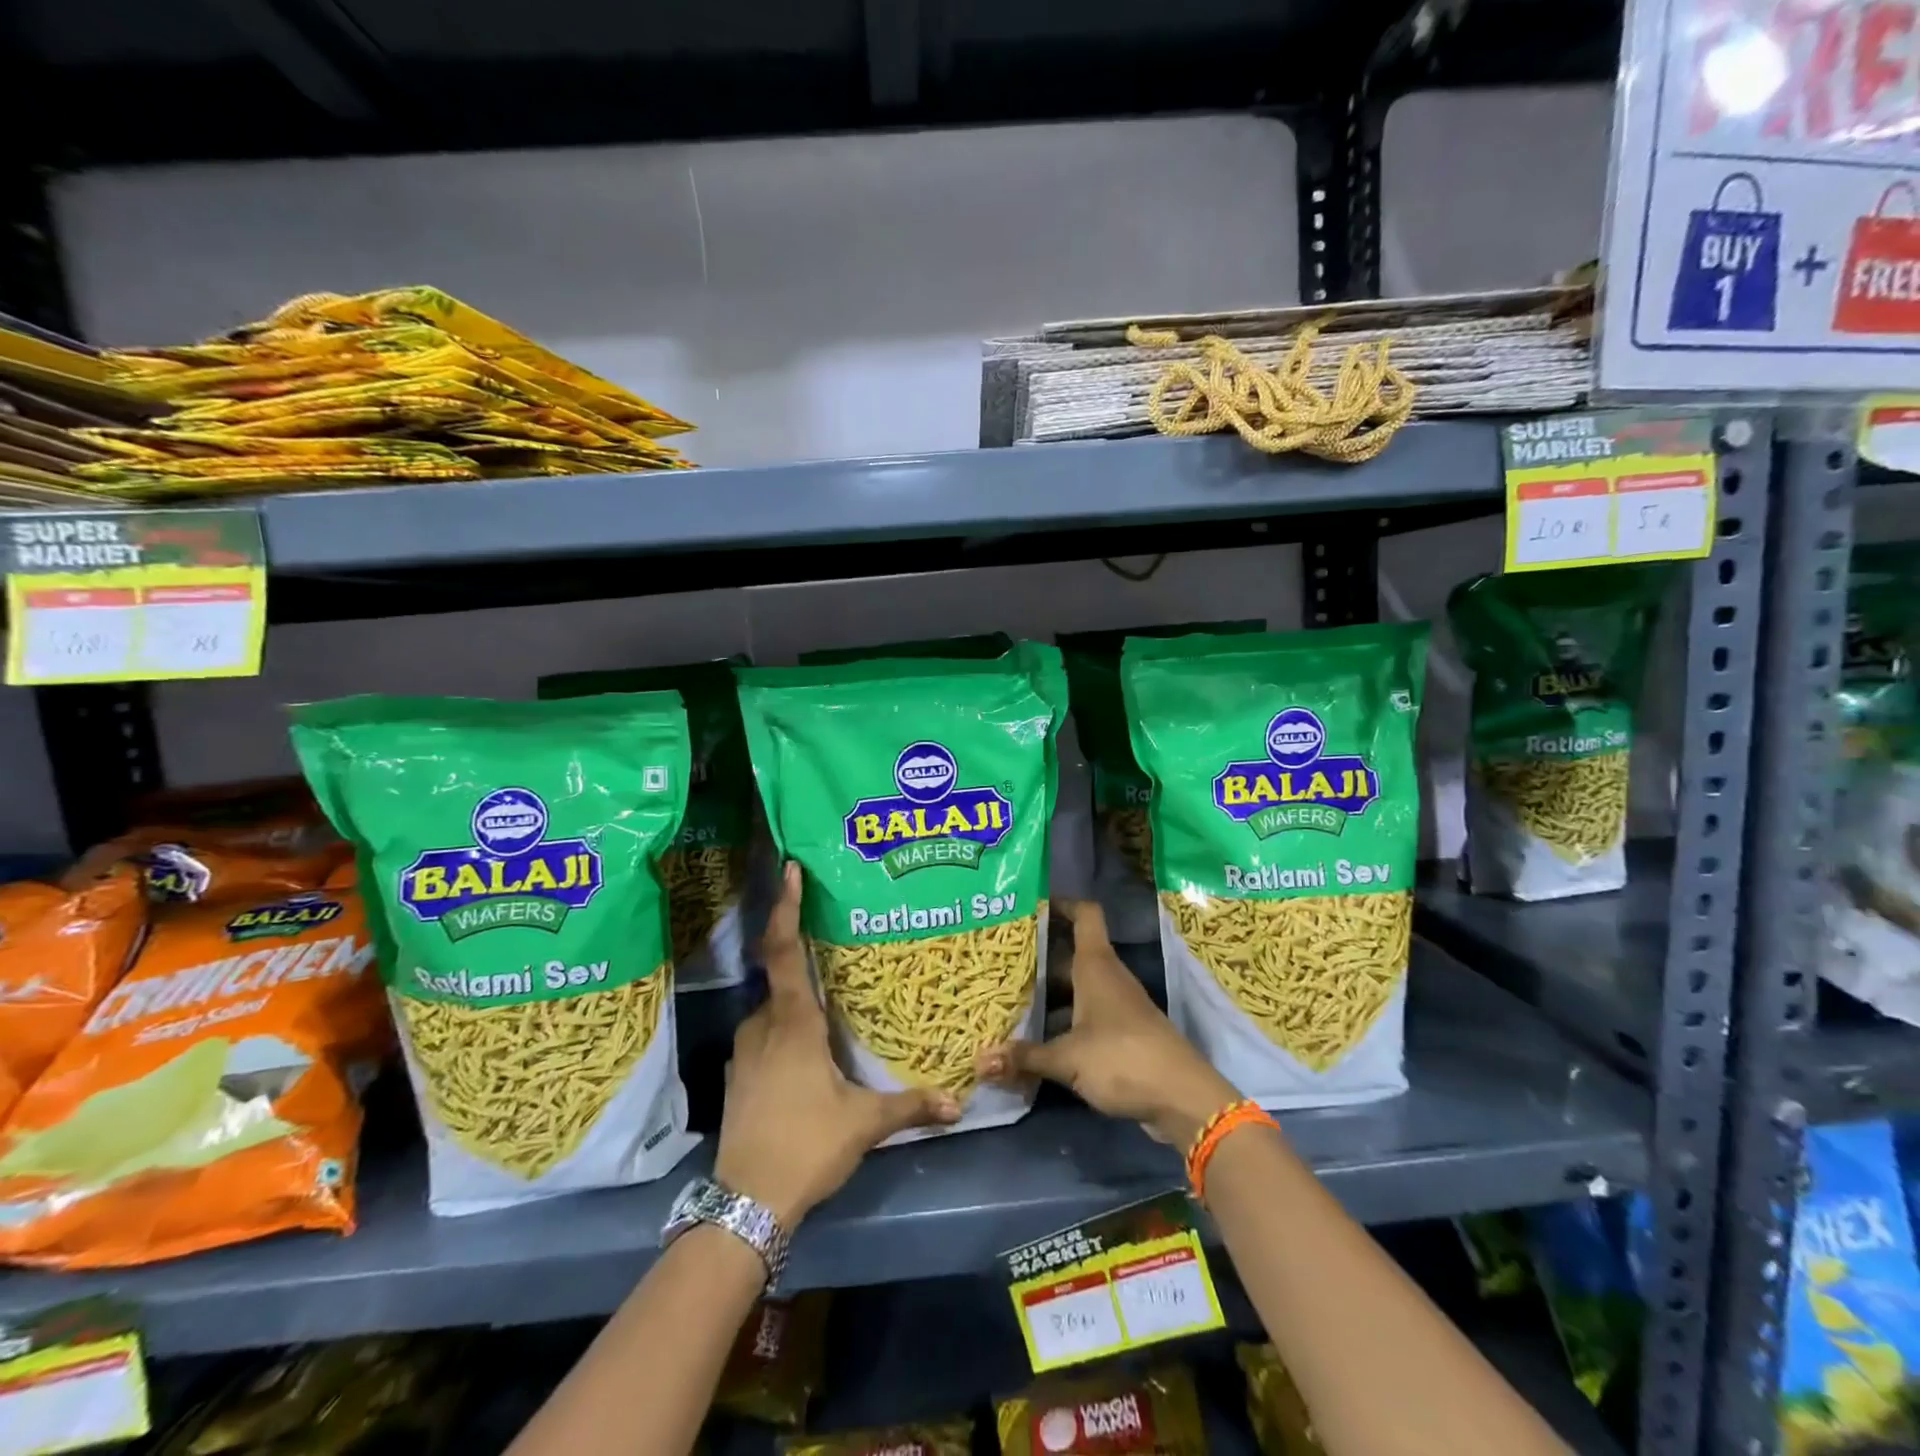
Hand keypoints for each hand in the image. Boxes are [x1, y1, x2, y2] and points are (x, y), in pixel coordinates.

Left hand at [714, 863, 959, 1225]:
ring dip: (799, 997)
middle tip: (835, 943)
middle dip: (805, 955)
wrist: (745, 1204)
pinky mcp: (740, 1073)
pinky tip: (808, 1045)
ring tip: (830, 998)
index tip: (790, 870)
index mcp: (793, 1023)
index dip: (786, 907)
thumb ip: (911, 1106)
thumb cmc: (805, 1146)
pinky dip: (786, 1025)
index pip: (784, 950)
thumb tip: (958, 1102)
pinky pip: (766, 1031)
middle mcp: (763, 1024)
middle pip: (783, 975)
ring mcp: (746, 1050)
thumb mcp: (864, 1123)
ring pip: (775, 1007)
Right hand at [977, 899, 1238, 1146]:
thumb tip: (979, 1060)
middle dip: (1037, 953)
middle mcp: (1107, 978)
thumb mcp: (1068, 1058)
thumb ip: (1025, 1057)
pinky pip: (1083, 1014)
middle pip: (1070, 952)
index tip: (1029, 905)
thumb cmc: (1123, 1059)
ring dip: (1047, 990)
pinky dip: (1061, 1018)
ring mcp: (1116, 1006)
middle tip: (999, 957)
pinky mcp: (1120, 1034)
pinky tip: (1034, 1035)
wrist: (1183, 1099)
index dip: (1061, 903)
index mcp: (1096, 966)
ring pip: (1075, 986)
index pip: (1084, 914)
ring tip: (1007, 994)